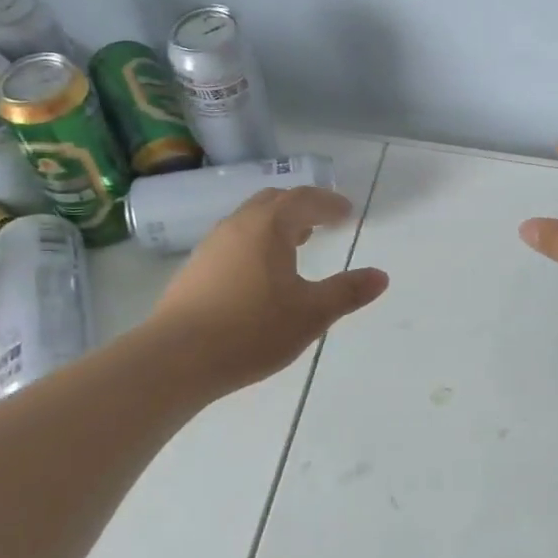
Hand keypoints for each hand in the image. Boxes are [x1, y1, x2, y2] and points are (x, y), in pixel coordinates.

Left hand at [151, 186, 389, 394]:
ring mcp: (211, 246)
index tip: (346, 213)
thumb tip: (380, 276)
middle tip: (321, 222)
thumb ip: (347, 292)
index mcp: (268, 226)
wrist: (177, 358)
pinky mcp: (194, 269)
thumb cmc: (251, 330)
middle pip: (272, 201)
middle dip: (300, 207)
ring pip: (249, 221)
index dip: (328, 203)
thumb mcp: (310, 314)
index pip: (303, 200)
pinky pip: (233, 241)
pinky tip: (259, 275)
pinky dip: (255, 243)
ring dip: (275, 225)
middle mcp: (237, 226)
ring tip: (295, 246)